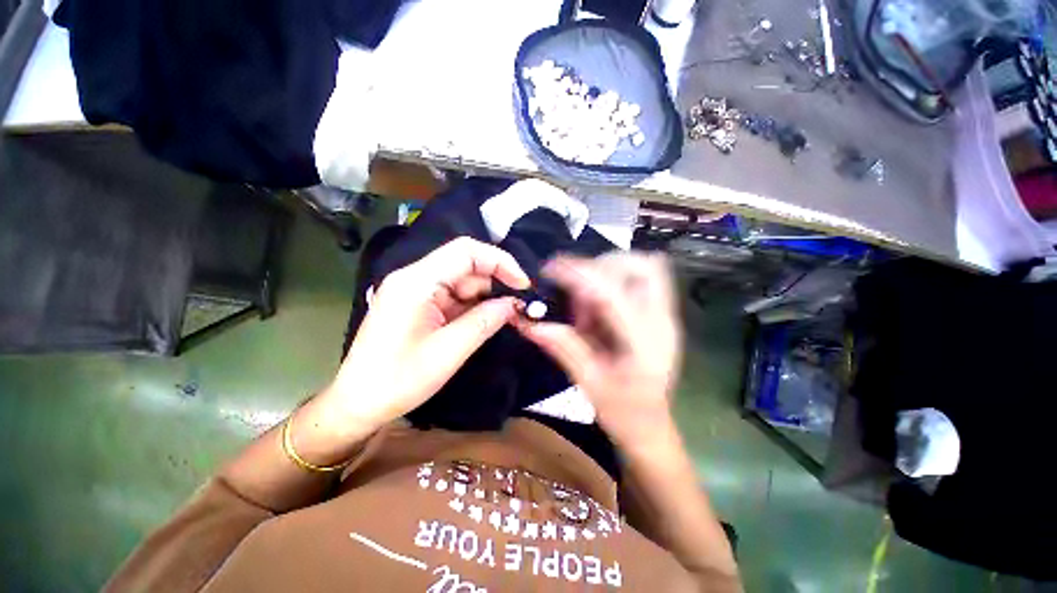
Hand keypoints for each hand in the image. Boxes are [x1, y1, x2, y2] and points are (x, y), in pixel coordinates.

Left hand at [318, 237, 529, 437]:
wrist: (357, 404)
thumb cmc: (398, 380)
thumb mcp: (449, 351)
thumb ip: (485, 321)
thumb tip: (515, 304)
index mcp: (416, 282)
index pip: (466, 252)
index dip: (500, 261)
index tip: (523, 284)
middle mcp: (415, 278)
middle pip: (465, 264)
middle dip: (495, 282)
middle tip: (518, 306)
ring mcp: (416, 290)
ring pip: (462, 281)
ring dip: (486, 297)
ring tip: (506, 317)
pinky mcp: (419, 304)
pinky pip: (454, 296)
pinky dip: (473, 306)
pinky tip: (485, 320)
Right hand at [515, 252, 681, 448]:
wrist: (652, 427)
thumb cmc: (622, 413)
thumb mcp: (589, 383)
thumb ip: (563, 347)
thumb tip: (530, 322)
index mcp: (643, 343)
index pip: (612, 293)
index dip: (578, 274)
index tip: (550, 269)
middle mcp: (662, 321)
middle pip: (643, 266)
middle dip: (602, 265)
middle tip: (575, 286)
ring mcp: (666, 315)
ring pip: (646, 266)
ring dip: (609, 271)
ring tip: (586, 300)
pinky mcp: (662, 314)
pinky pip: (643, 279)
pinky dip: (617, 279)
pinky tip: (599, 304)